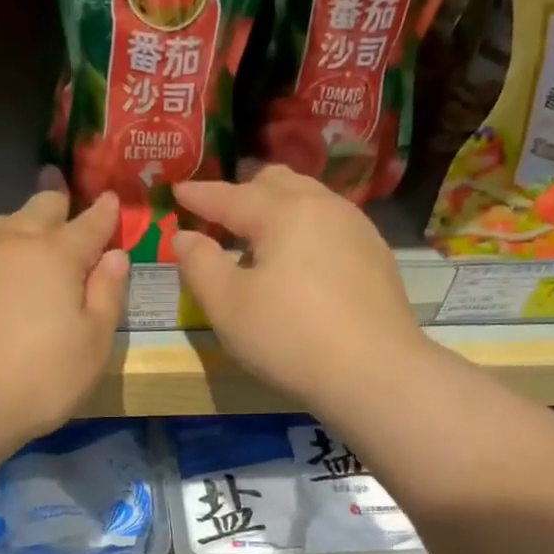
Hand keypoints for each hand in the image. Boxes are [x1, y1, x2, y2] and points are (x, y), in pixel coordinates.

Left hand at [0, 191, 127, 445]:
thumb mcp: (93, 348)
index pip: (90, 225)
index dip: (104, 213)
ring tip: (18, 232)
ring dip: (15, 222)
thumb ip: (107, 296)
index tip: (112, 200)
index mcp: (58, 257)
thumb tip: (115, 255)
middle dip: (58, 202)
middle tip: (62, 196)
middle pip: (40, 208)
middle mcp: (11, 239)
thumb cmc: (36, 382)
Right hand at [174, 167, 428, 409]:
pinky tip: (301, 261)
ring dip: (278, 208)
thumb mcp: (228, 307)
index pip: (231, 196)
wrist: (375, 372)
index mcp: (283, 212)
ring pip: (310, 199)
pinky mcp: (376, 257)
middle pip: (278, 182)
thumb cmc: (290, 338)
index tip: (177, 191)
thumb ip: (199, 265)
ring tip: (260, 237)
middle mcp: (323, 207)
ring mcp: (357, 229)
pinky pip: (331, 225)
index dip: (200, 195)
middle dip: (244, 191)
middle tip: (221, 214)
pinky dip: (305, 229)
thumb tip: (184, 237)